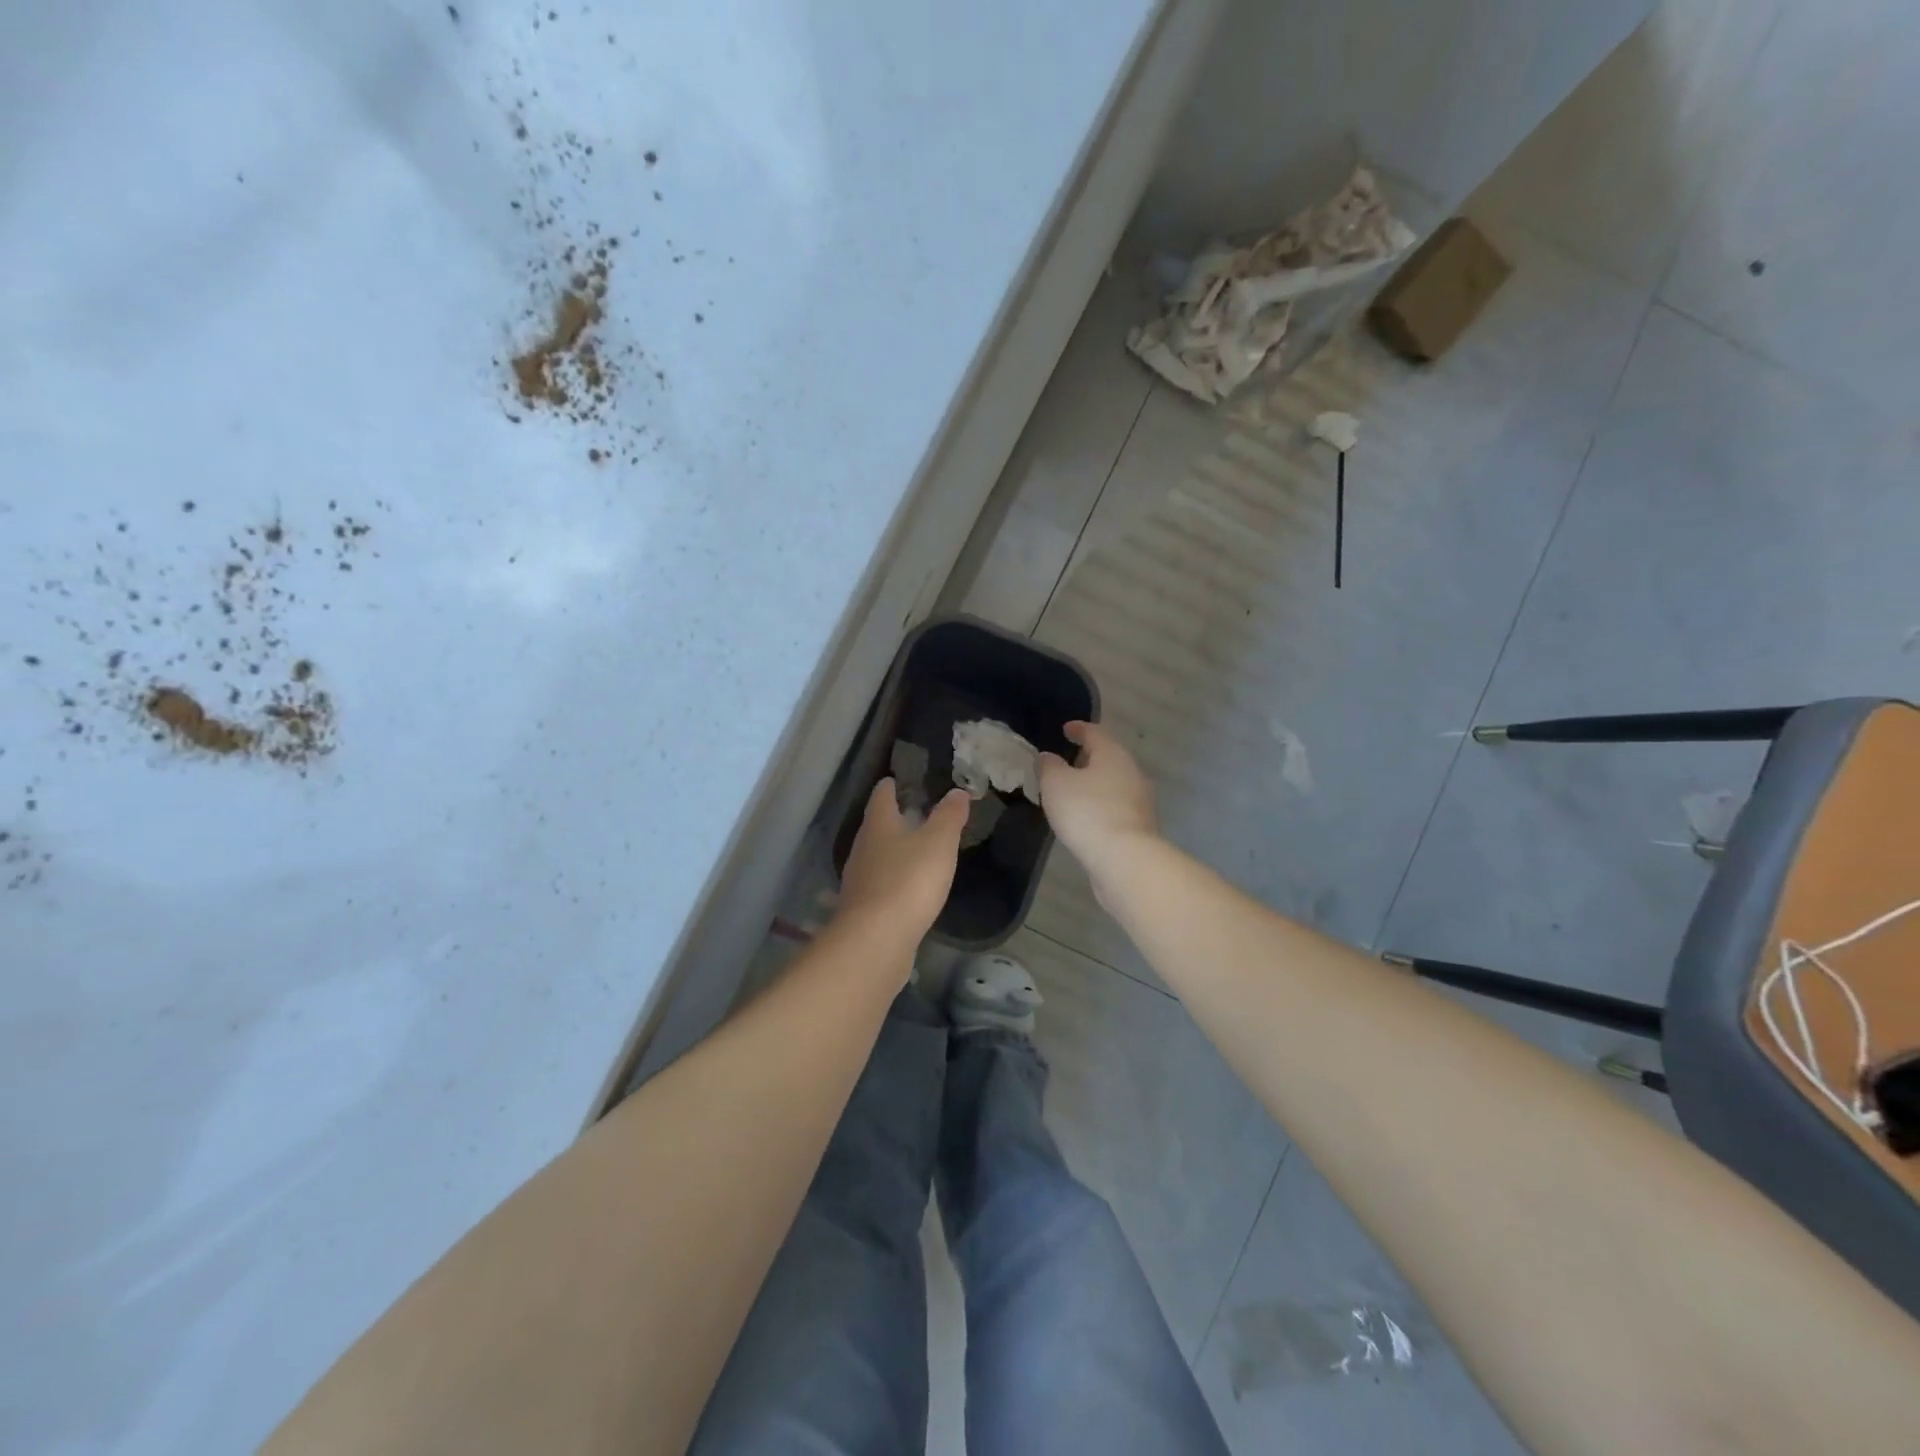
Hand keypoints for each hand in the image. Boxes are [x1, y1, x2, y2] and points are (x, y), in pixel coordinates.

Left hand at [837, 778, 968, 942]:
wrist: (876, 940)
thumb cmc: (909, 881)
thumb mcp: (939, 842)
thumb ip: (949, 816)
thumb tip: (958, 791)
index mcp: (878, 825)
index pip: (881, 796)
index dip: (890, 786)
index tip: (895, 780)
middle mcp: (862, 848)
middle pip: (875, 826)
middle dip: (892, 819)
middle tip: (913, 814)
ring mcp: (858, 880)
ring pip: (875, 856)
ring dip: (891, 851)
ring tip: (913, 851)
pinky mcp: (862, 909)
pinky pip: (878, 885)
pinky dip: (892, 880)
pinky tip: (906, 889)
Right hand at [1038, 721, 1158, 886]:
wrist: (1124, 859)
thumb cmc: (1087, 812)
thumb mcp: (1056, 784)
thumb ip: (1049, 766)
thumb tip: (1049, 757)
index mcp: (1113, 754)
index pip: (1095, 732)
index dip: (1078, 729)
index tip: (1066, 729)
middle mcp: (1131, 771)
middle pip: (1108, 757)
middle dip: (1088, 757)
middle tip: (1066, 761)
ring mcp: (1139, 800)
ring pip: (1113, 782)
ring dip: (1094, 782)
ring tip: (1072, 790)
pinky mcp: (1139, 825)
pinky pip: (1115, 805)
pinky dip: (1100, 803)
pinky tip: (1085, 815)